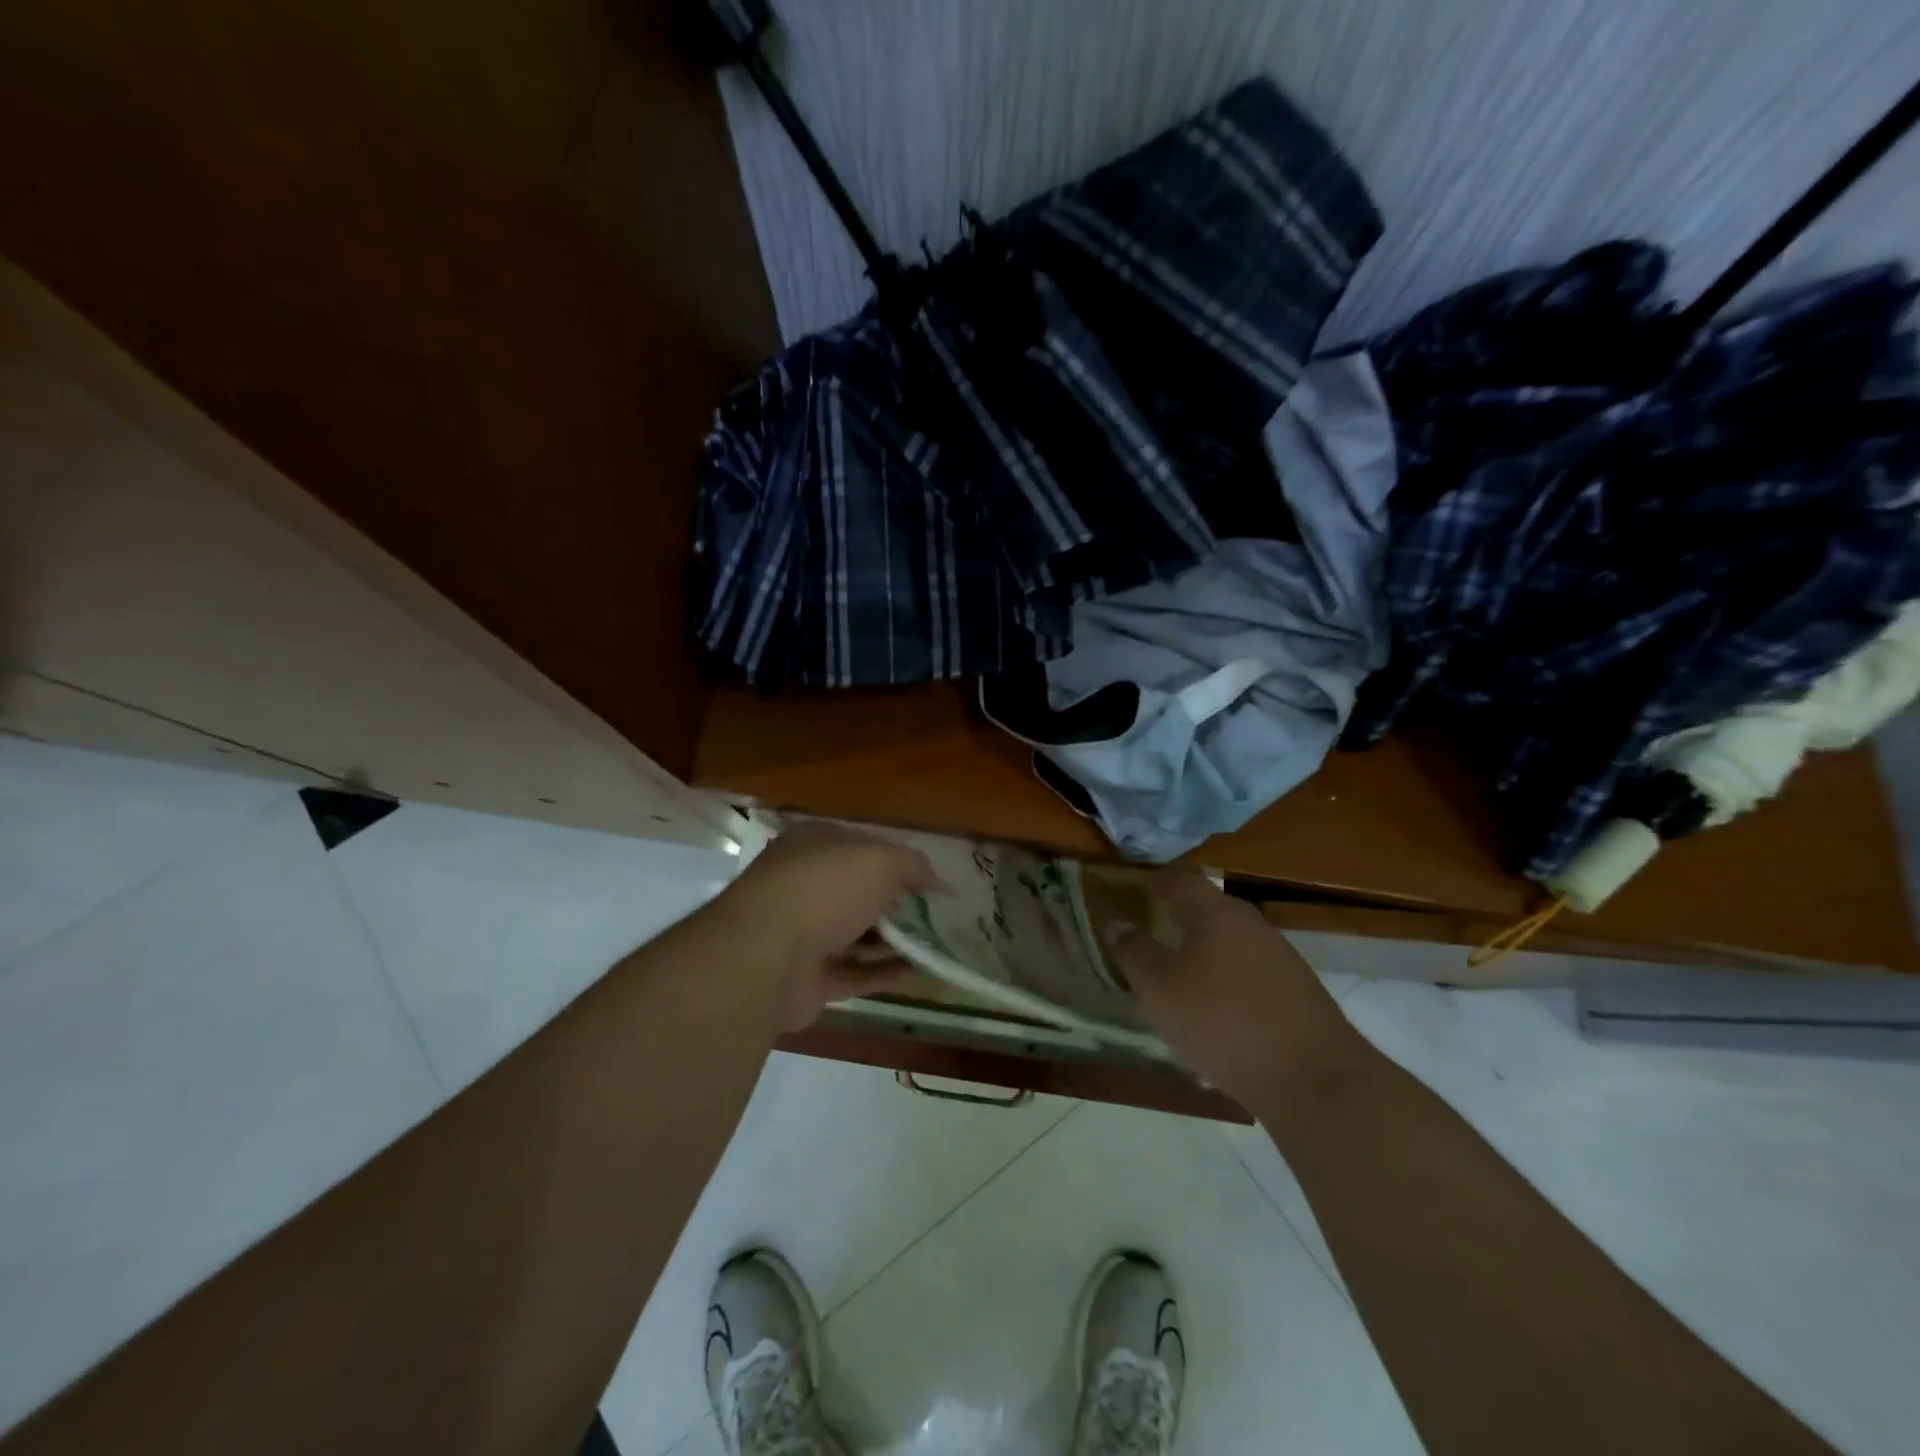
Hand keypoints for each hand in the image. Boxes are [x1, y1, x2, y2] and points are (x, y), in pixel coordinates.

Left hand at [725, 824, 937, 1030]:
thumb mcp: (879, 860)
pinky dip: (884, 973)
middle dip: (895, 903)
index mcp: (812, 846)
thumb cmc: (824, 889)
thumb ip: (911, 865)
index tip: (928, 879)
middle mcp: (803, 886)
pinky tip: (918, 972)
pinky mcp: (806, 979)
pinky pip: (853, 973)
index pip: (860, 846)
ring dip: (893, 940)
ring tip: (935, 944)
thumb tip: (935, 880)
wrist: (767, 956)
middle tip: (935, 914)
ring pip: (855, 935)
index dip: (896, 860)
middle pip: (857, 892)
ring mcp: (801, 935)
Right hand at [1105, 872, 1368, 1111]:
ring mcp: (1281, 957)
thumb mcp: (1160, 990)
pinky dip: (1227, 981)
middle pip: (1208, 909)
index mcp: (1216, 913)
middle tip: (1151, 935)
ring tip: (1178, 979)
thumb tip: (1118, 923)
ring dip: (1203, 953)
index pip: (1180, 879)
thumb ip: (1134, 951)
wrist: (1314, 1080)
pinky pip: (1250, 973)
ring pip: (1230, 943)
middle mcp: (1251, 924)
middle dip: (1178, 918)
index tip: (1133, 891)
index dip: (1154, 881)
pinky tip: (1216, 1013)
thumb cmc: (1222, 1023)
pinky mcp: (1298, 992)